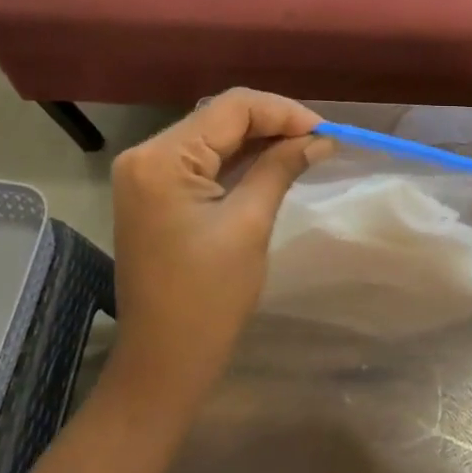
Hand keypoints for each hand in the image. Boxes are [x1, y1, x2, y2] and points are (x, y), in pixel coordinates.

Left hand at [105, 89, 327, 418]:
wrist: (162, 364)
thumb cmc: (207, 300)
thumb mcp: (249, 225)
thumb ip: (281, 168)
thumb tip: (319, 138)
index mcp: (161, 159)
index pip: (231, 108)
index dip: (283, 112)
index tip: (326, 130)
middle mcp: (145, 154)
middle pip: (220, 116)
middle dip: (273, 123)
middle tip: (320, 139)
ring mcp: (146, 173)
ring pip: (214, 135)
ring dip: (259, 138)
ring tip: (305, 147)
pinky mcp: (154, 191)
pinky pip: (202, 159)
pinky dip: (239, 158)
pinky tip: (274, 161)